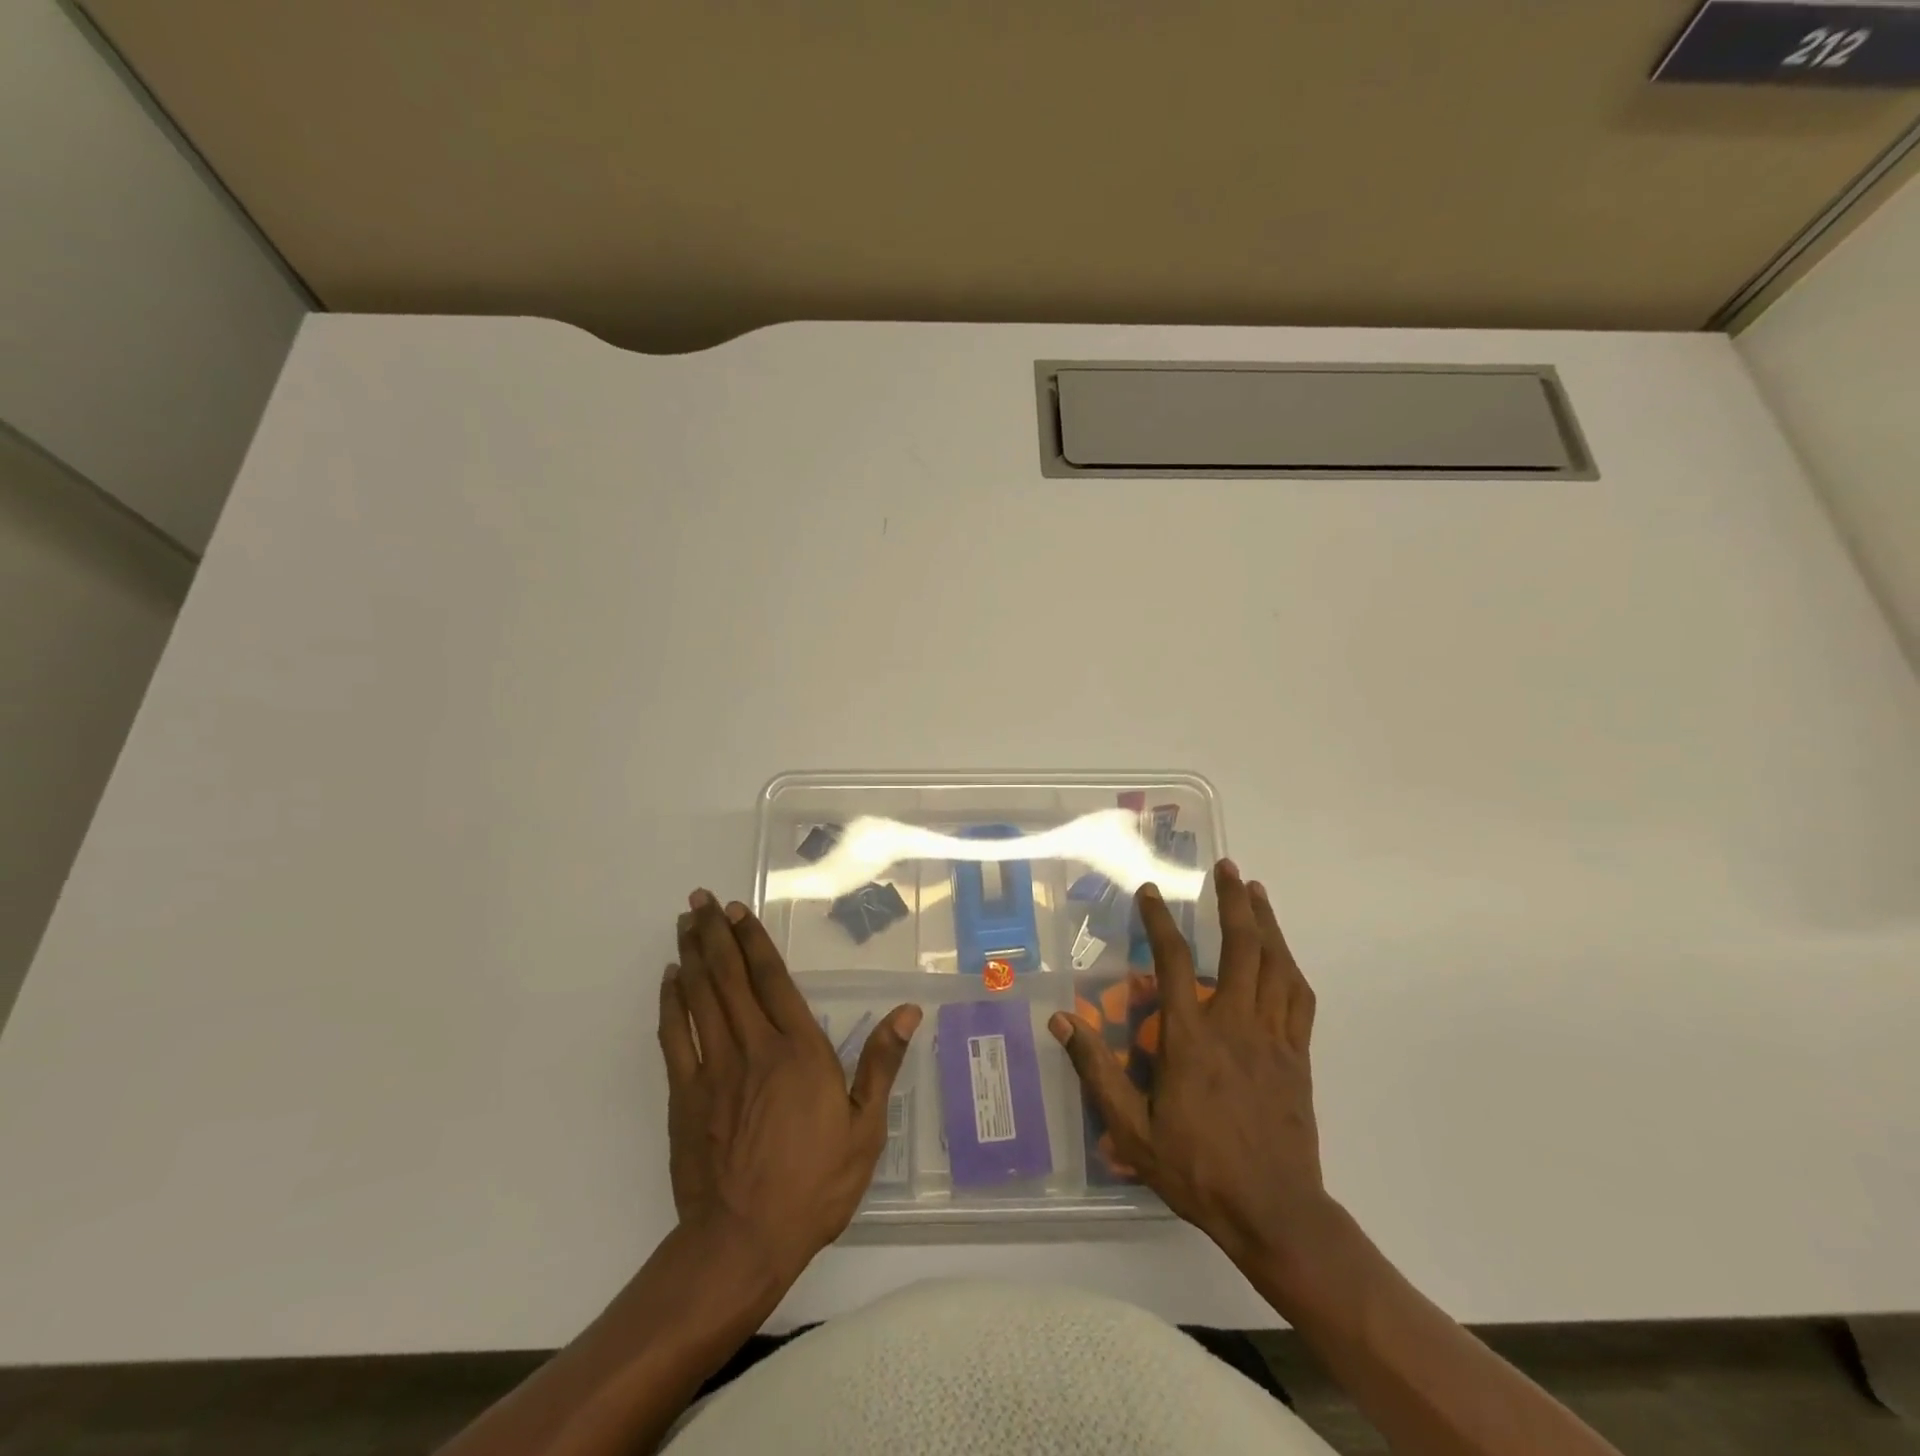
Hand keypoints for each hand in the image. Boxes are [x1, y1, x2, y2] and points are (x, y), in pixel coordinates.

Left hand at [659, 890, 919, 1285]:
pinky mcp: (684, 1095)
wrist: (742, 1242)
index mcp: (799, 1051)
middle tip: (700, 899)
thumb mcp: (865, 1129)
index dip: (754, 942)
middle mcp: (754, 1048)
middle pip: (730, 978)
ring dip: (691, 956)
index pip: (773, 980)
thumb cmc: (814, 1184)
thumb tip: (907, 1011)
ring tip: (685, 922)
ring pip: (699, 997)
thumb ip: (881, 1063)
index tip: (738, 911)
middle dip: (715, 934)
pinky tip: (669, 980)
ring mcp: (713, 1069)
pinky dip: (670, 1003)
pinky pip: (674, 1037)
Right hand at [1050, 861, 1331, 1287]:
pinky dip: (1290, 966)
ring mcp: (1273, 1037)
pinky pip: (1299, 998)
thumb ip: (1096, 1071)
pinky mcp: (1298, 1056)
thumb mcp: (1132, 1130)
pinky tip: (1283, 953)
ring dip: (1266, 922)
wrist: (1275, 1212)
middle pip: (1241, 947)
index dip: (1159, 920)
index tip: (1151, 892)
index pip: (1172, 961)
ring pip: (1275, 964)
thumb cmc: (1197, 1169)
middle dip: (1233, 901)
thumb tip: (1061, 1020)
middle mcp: (1234, 1023)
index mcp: (1191, 1037)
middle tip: (1226, 868)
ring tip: (1255, 891)